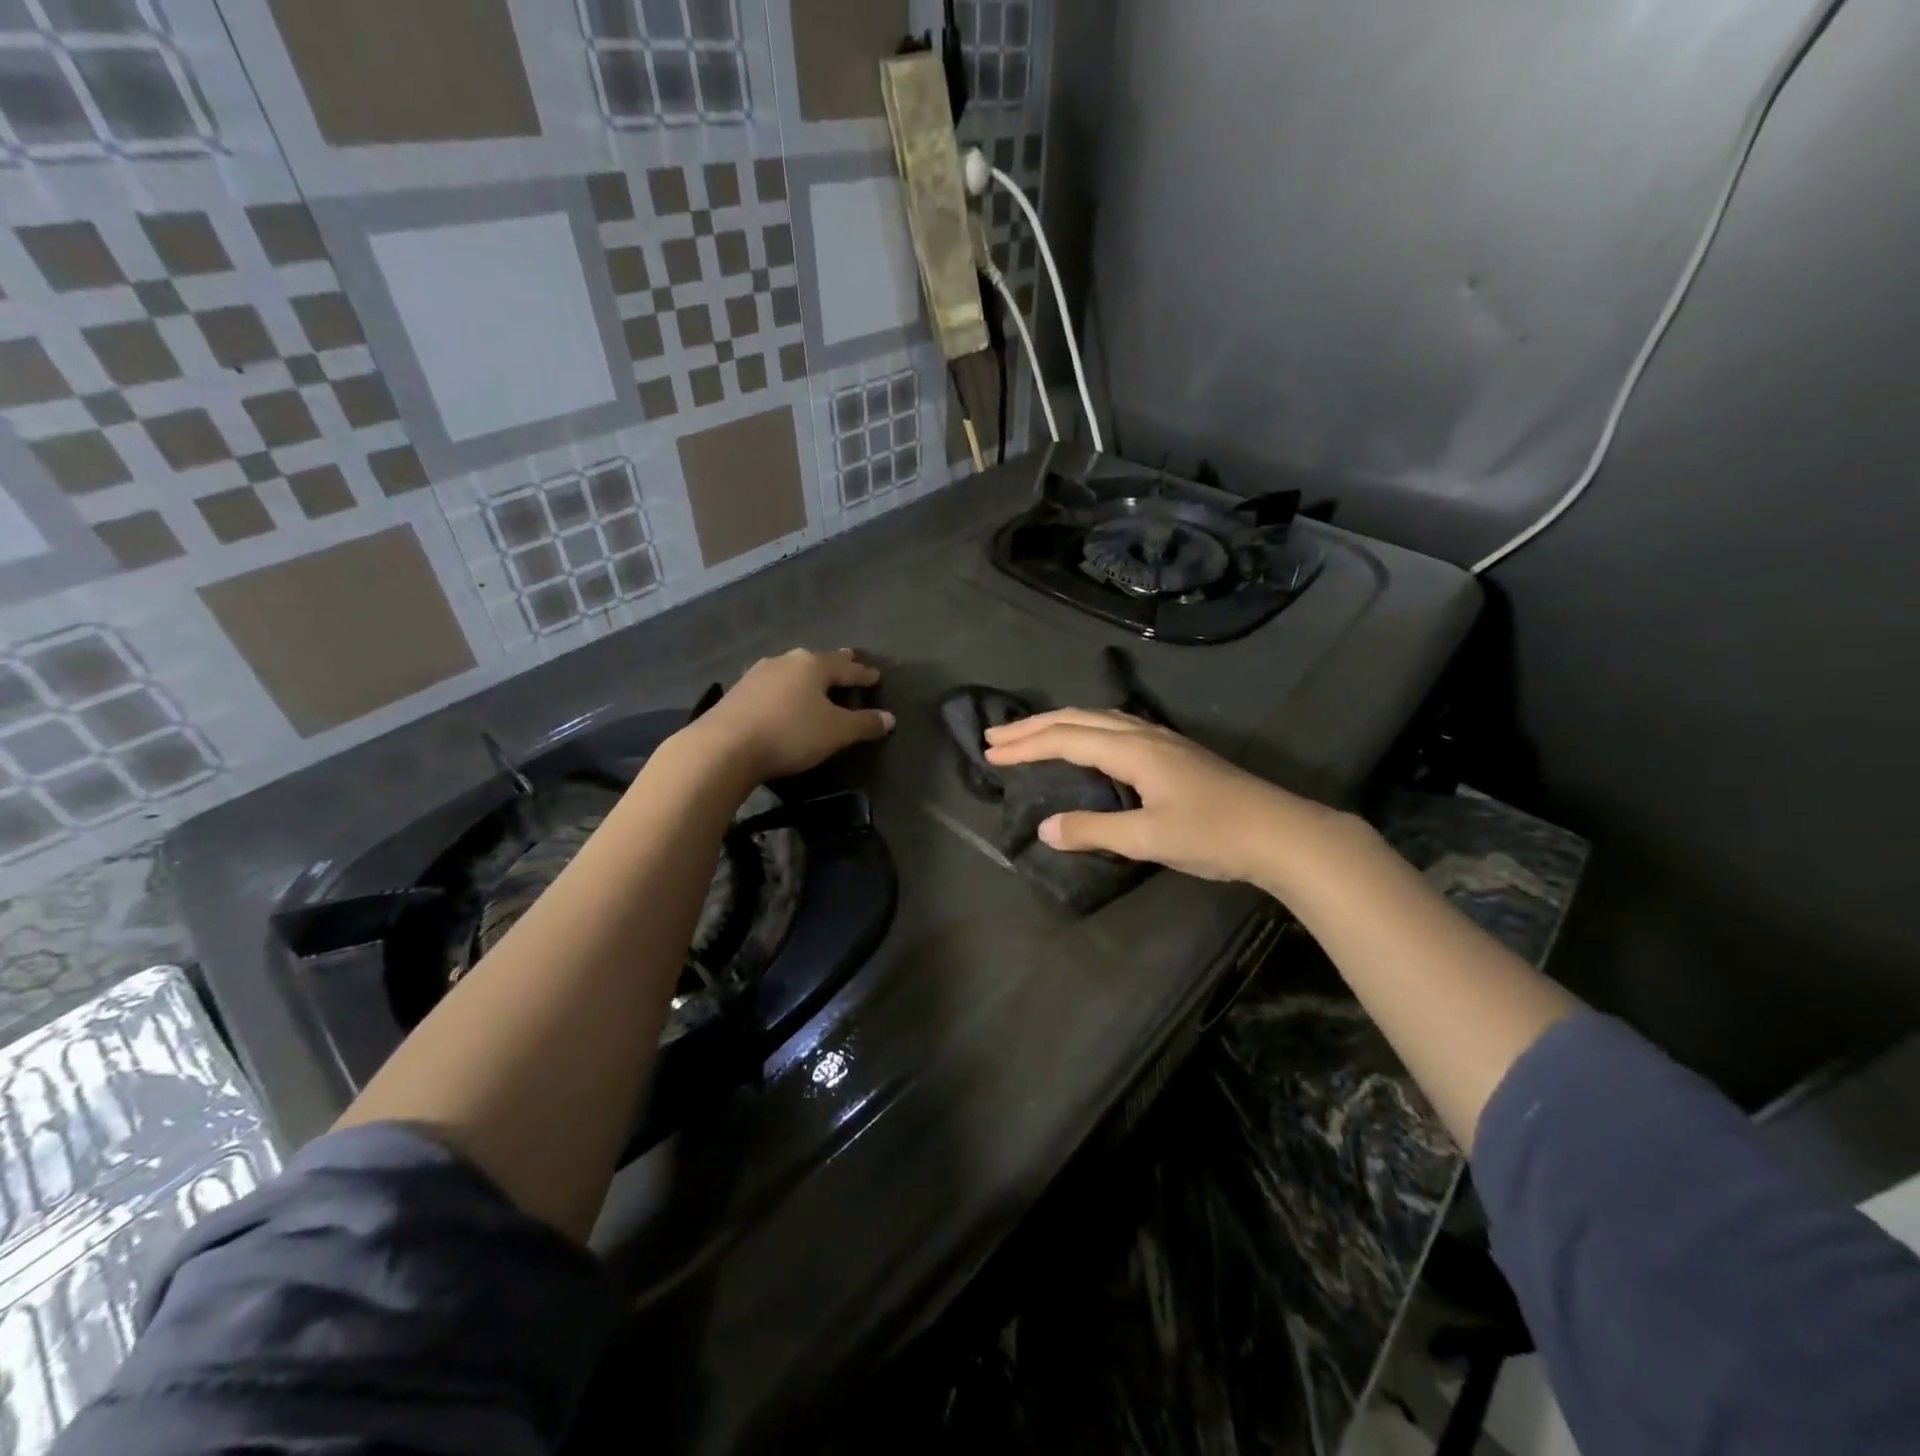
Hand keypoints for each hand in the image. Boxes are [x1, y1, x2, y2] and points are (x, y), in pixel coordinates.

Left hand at [688, 648, 893, 783]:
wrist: (724, 746)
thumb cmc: (790, 734)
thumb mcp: (836, 732)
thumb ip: (864, 724)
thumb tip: (890, 718)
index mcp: (814, 666)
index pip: (847, 668)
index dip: (864, 674)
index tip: (876, 675)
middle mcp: (786, 661)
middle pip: (818, 661)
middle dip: (836, 664)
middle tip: (849, 660)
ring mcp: (758, 674)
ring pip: (792, 669)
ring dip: (806, 675)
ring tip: (815, 679)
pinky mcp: (738, 691)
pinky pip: (772, 684)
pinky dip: (785, 688)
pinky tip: (782, 695)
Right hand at [983, 708, 1331, 887]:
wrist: (1283, 833)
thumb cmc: (1215, 835)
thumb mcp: (1149, 838)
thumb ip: (1095, 831)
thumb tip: (1045, 828)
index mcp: (1133, 750)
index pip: (1066, 738)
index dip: (1026, 745)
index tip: (990, 753)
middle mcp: (1144, 735)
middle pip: (1079, 718)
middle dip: (1034, 726)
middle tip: (996, 737)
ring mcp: (1163, 741)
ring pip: (1100, 718)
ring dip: (1061, 723)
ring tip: (1032, 733)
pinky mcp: (1176, 753)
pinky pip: (1117, 727)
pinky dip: (1087, 729)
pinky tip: (1089, 742)